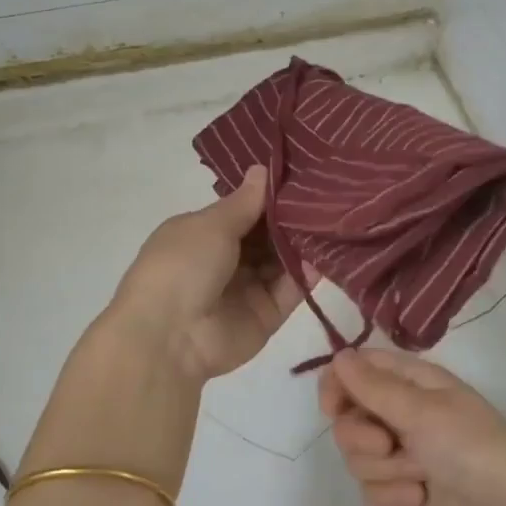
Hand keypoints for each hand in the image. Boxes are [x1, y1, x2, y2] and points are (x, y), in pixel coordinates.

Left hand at [104, 166, 309, 384]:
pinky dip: (307, 274)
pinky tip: (327, 254)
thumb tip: (262, 169)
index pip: (243, 211)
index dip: (269, 197)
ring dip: (304, 244)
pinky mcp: (266, 315)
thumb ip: (245, 202)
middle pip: (266, 236)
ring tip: (335, 220)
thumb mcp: (211, 225)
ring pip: (282, 262)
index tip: (303, 177)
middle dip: (292, 219)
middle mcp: (226, 260)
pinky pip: (291, 290)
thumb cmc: (182, 266)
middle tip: (329, 196)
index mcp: (203, 234)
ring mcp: (247, 289)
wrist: (170, 336)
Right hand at [321, 348, 505, 505]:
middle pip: (348, 419)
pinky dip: (391, 498)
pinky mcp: (401, 490)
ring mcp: (400, 454)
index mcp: (409, 382)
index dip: (336, 386)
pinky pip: (369, 491)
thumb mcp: (422, 410)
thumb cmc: (471, 445)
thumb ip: (374, 386)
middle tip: (391, 445)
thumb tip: (338, 356)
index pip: (354, 370)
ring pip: (356, 458)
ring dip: (385, 471)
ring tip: (419, 476)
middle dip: (363, 438)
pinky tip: (418, 500)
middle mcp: (400, 413)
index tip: (333, 408)